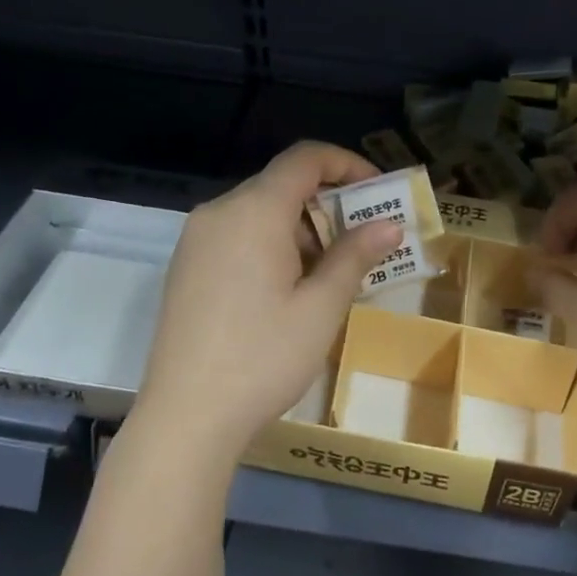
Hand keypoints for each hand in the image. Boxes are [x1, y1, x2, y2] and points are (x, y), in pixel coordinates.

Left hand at [135, 142, 401, 460]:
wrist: (186, 416)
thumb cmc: (263, 357)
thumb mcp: (321, 307)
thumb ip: (355, 255)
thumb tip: (390, 225)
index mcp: (253, 212)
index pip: (304, 159)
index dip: (347, 165)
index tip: (378, 192)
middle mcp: (219, 213)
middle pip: (282, 185)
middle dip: (329, 204)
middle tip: (365, 241)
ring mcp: (197, 240)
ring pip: (260, 213)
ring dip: (303, 229)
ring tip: (334, 273)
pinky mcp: (187, 267)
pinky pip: (239, 236)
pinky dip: (273, 245)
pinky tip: (291, 289)